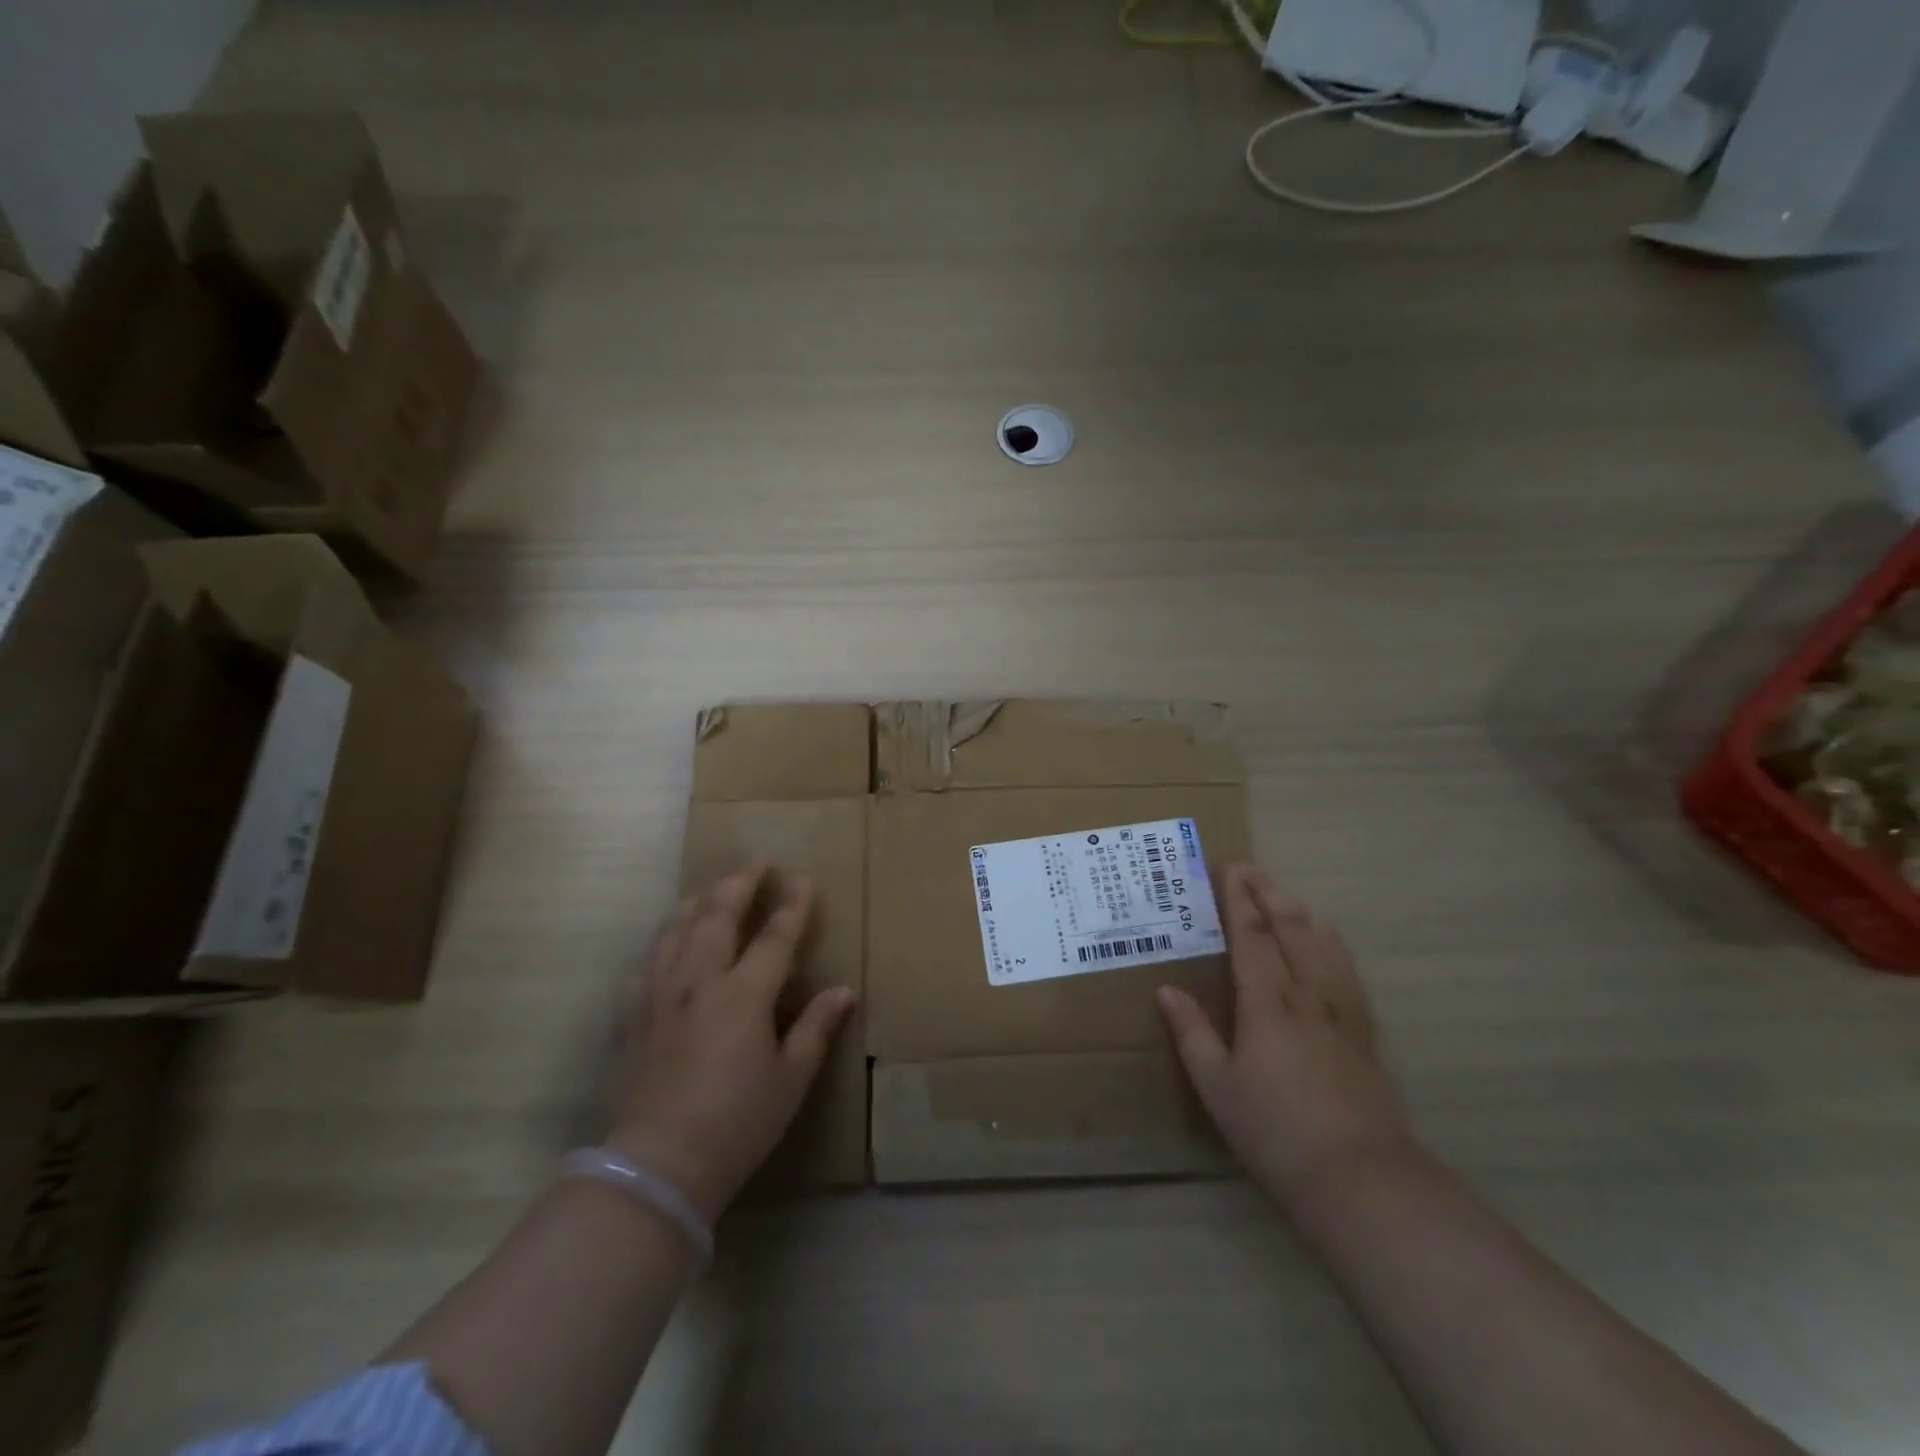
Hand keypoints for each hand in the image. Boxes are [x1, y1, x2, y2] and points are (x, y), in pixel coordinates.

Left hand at [610, 863, 855, 1222]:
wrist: (657, 1166)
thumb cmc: (736, 1123)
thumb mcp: (790, 1079)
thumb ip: (815, 1028)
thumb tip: (843, 991)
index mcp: (743, 994)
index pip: (775, 936)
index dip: (793, 906)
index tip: (804, 879)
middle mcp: (698, 981)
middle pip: (717, 915)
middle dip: (739, 884)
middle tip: (756, 864)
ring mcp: (658, 995)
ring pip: (675, 930)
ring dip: (697, 903)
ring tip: (710, 890)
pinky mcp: (631, 1016)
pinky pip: (645, 962)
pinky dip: (661, 940)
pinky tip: (666, 941)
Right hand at [1158, 864, 1413, 1211]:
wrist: (1359, 1177)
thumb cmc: (1275, 1131)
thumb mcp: (1218, 1086)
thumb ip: (1192, 1033)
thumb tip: (1167, 990)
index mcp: (1268, 1003)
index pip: (1251, 937)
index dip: (1239, 900)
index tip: (1229, 869)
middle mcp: (1308, 994)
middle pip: (1290, 929)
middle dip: (1269, 894)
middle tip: (1251, 869)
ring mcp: (1342, 1011)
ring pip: (1323, 944)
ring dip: (1301, 912)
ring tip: (1286, 895)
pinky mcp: (1365, 1032)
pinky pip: (1347, 970)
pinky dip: (1332, 943)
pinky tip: (1330, 941)